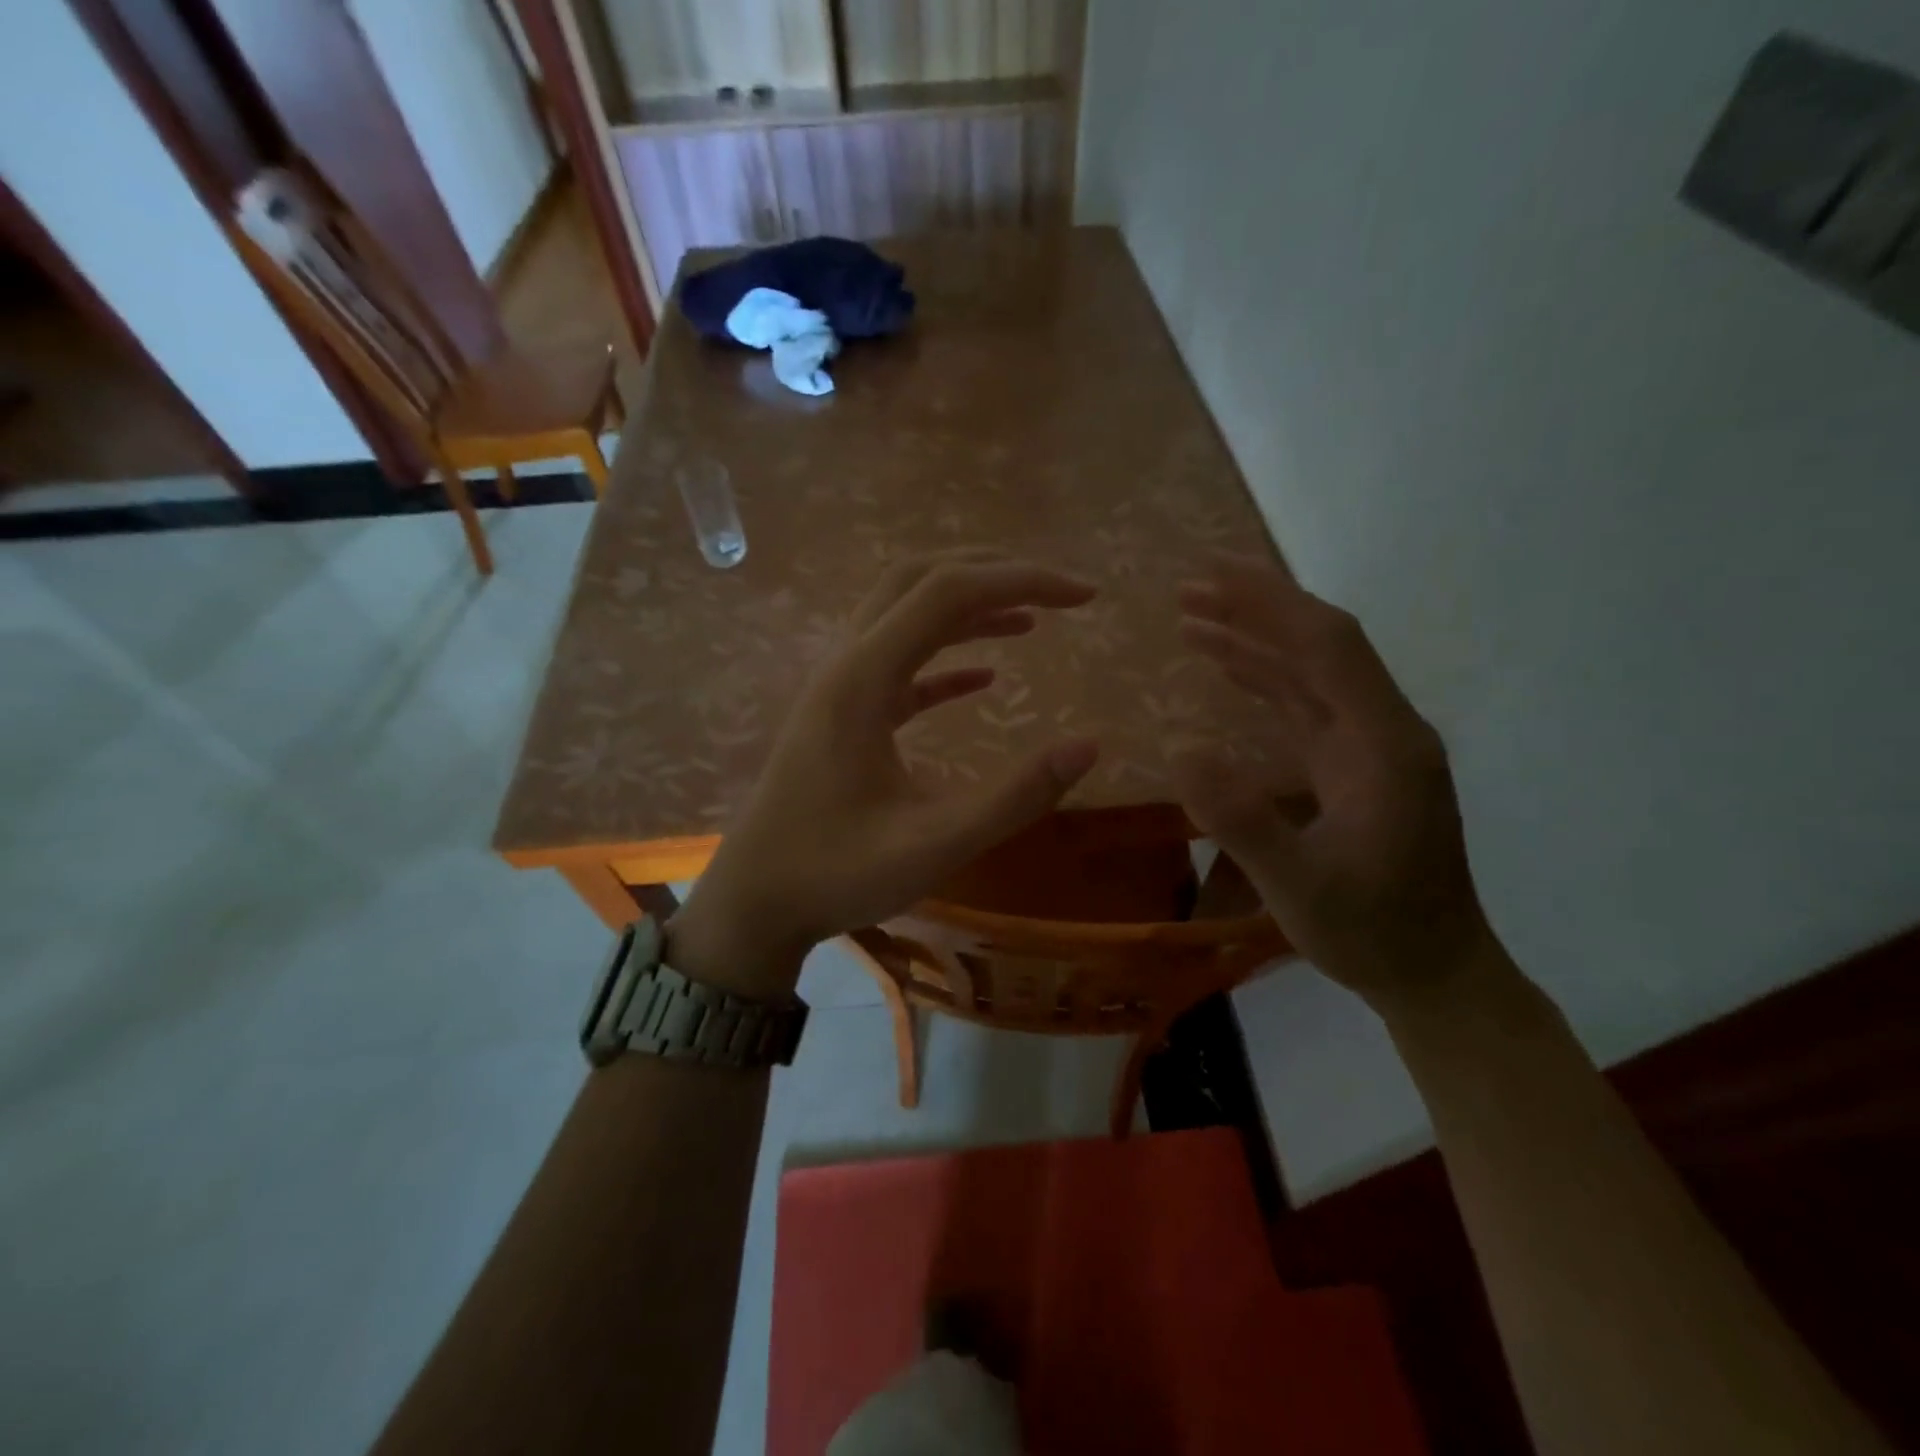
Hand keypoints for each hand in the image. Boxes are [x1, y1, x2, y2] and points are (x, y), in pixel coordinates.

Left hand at [668, 552, 1100, 995]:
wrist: (756, 902)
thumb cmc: (836, 874)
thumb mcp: (936, 844)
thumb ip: (1015, 797)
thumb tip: (1088, 745)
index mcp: (863, 679)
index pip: (948, 592)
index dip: (1021, 580)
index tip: (1084, 597)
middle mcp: (847, 664)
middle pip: (919, 579)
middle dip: (992, 571)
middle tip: (1056, 592)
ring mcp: (841, 688)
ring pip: (905, 614)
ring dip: (968, 608)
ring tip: (1030, 620)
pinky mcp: (843, 714)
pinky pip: (898, 664)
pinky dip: (945, 657)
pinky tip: (985, 679)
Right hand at [1171, 557, 1495, 1013]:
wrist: (1434, 974)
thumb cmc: (1371, 932)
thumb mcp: (1300, 886)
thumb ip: (1244, 821)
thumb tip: (1180, 748)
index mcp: (1384, 746)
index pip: (1329, 647)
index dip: (1270, 603)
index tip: (1212, 574)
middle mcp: (1384, 731)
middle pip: (1321, 647)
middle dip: (1256, 610)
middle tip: (1187, 590)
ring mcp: (1371, 749)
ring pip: (1311, 673)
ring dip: (1255, 640)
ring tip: (1193, 619)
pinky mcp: (1354, 768)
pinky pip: (1306, 706)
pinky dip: (1264, 679)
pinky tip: (1229, 670)